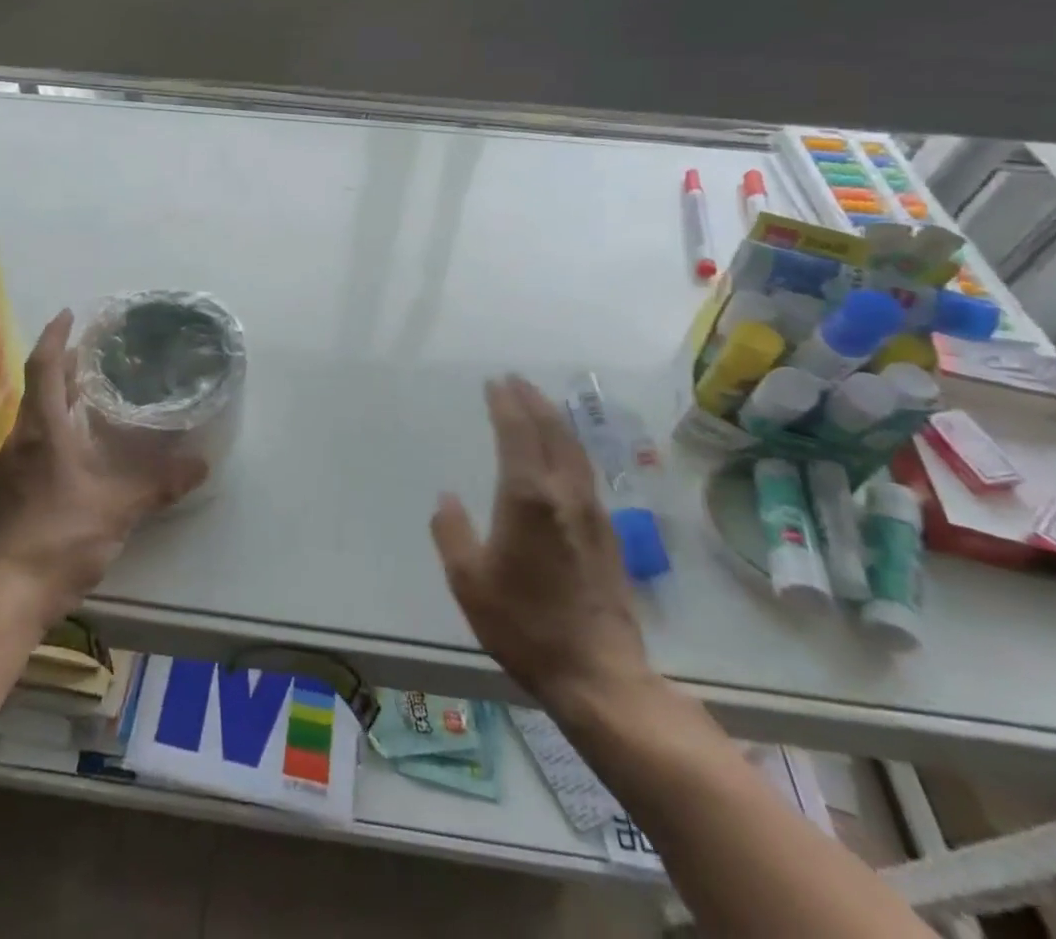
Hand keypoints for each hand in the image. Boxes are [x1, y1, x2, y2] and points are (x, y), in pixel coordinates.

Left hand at [0, 310, 208, 629]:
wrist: (4, 597)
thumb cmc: (58, 537)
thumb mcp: (117, 507)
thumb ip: (159, 483)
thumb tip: (201, 463)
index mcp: (42, 430)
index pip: (44, 367)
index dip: (56, 337)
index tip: (71, 314)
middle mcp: (22, 440)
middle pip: (39, 388)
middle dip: (63, 364)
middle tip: (95, 350)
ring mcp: (13, 467)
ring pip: (36, 417)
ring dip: (60, 396)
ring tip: (92, 390)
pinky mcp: (13, 492)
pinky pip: (35, 442)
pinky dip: (57, 427)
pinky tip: (81, 446)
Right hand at [431, 376, 654, 716]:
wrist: (599, 674)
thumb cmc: (524, 625)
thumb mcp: (469, 581)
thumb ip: (452, 532)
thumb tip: (447, 498)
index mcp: (528, 498)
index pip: (518, 433)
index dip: (505, 404)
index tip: (494, 382)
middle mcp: (564, 495)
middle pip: (553, 432)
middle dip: (533, 401)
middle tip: (515, 380)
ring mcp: (592, 513)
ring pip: (575, 450)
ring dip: (555, 420)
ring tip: (539, 404)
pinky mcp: (608, 534)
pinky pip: (585, 471)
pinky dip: (570, 447)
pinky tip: (564, 453)